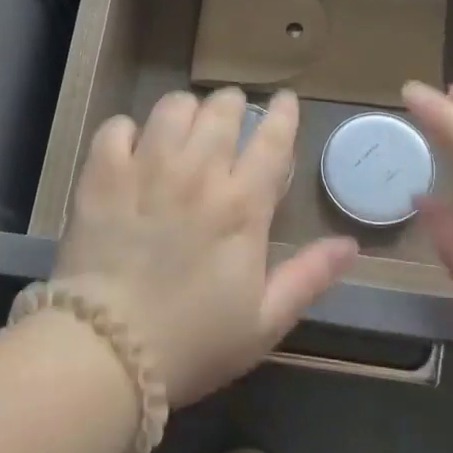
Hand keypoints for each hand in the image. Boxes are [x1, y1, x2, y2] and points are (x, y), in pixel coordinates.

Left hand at [53, 88, 359, 404]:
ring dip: (185, 110)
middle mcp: (197, 174)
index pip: (272, 140)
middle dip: (231, 104)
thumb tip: (351, 244)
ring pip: (172, 108)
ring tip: (184, 125)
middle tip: (230, 113)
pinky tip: (132, 146)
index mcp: (242, 205)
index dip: (282, 113)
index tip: (284, 99)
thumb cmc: (193, 342)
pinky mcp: (102, 176)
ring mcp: (146, 170)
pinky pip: (117, 127)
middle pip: (221, 111)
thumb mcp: (265, 322)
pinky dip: (128, 130)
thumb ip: (309, 277)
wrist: (108, 353)